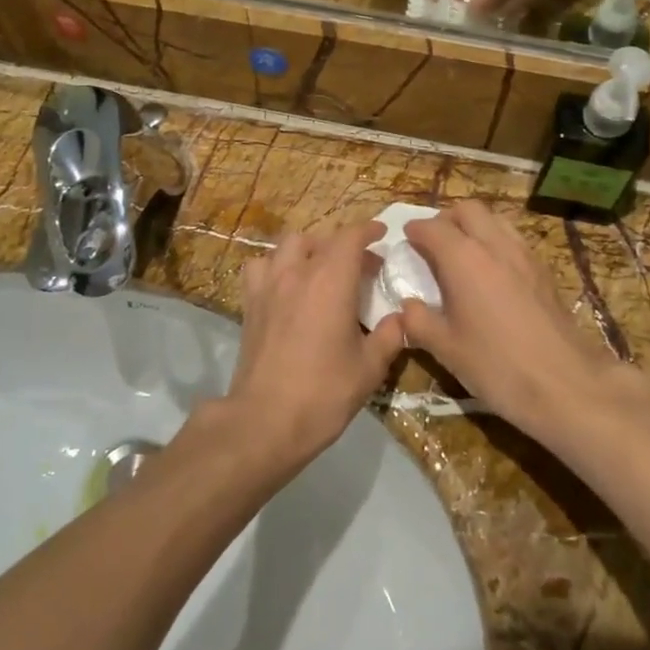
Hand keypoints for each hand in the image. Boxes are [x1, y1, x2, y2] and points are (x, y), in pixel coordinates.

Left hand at [227, 220, 406, 463]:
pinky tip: (285, 285)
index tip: (381, 235)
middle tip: (359, 266)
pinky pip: (260, 266)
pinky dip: (275, 265)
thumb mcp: (370, 368)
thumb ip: (390, 336)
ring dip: (308, 249)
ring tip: (320, 269)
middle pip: (320, 238)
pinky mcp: (249, 303)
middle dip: (342, 244)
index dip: (368, 230)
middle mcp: (297, 272)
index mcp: (331, 281)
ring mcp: (268, 285)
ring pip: (287, 245)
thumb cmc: (324, 392)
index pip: (350, 236)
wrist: (266, 420)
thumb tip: (400, 318)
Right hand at [398, 202, 620, 435]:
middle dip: (447, 219)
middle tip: (434, 243)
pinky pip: (514, 240)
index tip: (406, 239)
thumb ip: (419, 321)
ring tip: (463, 255)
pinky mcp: (544, 271)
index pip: (433, 227)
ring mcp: (524, 255)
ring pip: (495, 220)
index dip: (415, 230)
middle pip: (468, 210)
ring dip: (475, 227)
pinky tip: (492, 274)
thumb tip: (408, 306)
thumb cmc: (496, 365)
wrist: (564, 383)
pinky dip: (497, 243)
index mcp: (463, 258)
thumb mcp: (445, 348)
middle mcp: (494, 245)